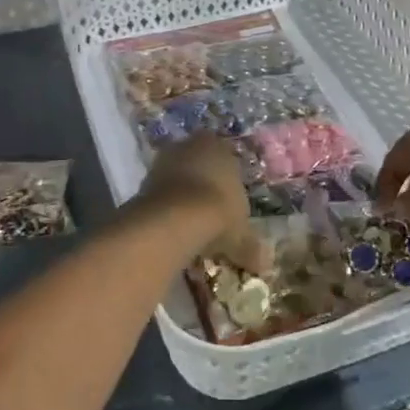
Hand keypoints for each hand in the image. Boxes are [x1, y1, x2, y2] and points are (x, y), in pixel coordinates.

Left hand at [138, 135, 268, 271]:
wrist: (177, 217)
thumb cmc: (219, 213)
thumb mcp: (241, 235)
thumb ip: (250, 247)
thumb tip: (264, 264)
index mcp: (220, 146)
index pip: (226, 158)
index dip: (227, 182)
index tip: (228, 204)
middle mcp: (192, 145)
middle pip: (199, 163)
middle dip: (203, 184)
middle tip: (209, 213)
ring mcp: (165, 159)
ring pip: (177, 175)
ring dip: (181, 194)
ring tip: (189, 224)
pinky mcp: (144, 178)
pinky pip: (160, 191)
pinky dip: (166, 206)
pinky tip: (171, 226)